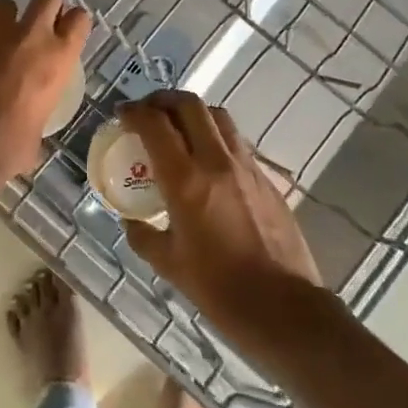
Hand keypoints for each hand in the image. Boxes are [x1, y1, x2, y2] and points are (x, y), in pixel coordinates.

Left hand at [0, 0, 90, 186]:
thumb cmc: (6, 149)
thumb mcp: (36, 132)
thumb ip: (36, 112)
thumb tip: (27, 123)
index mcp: (56, 59)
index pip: (79, 19)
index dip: (72, 22)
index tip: (65, 31)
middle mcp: (28, 36)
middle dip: (43, 7)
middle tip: (34, 27)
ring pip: (3, 5)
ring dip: (3, 19)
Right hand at [119, 90, 324, 367]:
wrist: (284, 308)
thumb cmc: (220, 290)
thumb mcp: (169, 265)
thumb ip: (144, 236)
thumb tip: (131, 221)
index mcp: (186, 181)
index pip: (155, 125)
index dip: (134, 112)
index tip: (122, 114)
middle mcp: (217, 162)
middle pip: (190, 105)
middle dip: (163, 100)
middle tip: (148, 111)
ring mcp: (247, 166)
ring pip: (218, 116)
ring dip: (193, 112)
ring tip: (178, 127)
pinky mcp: (267, 178)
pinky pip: (237, 142)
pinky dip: (216, 136)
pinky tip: (208, 160)